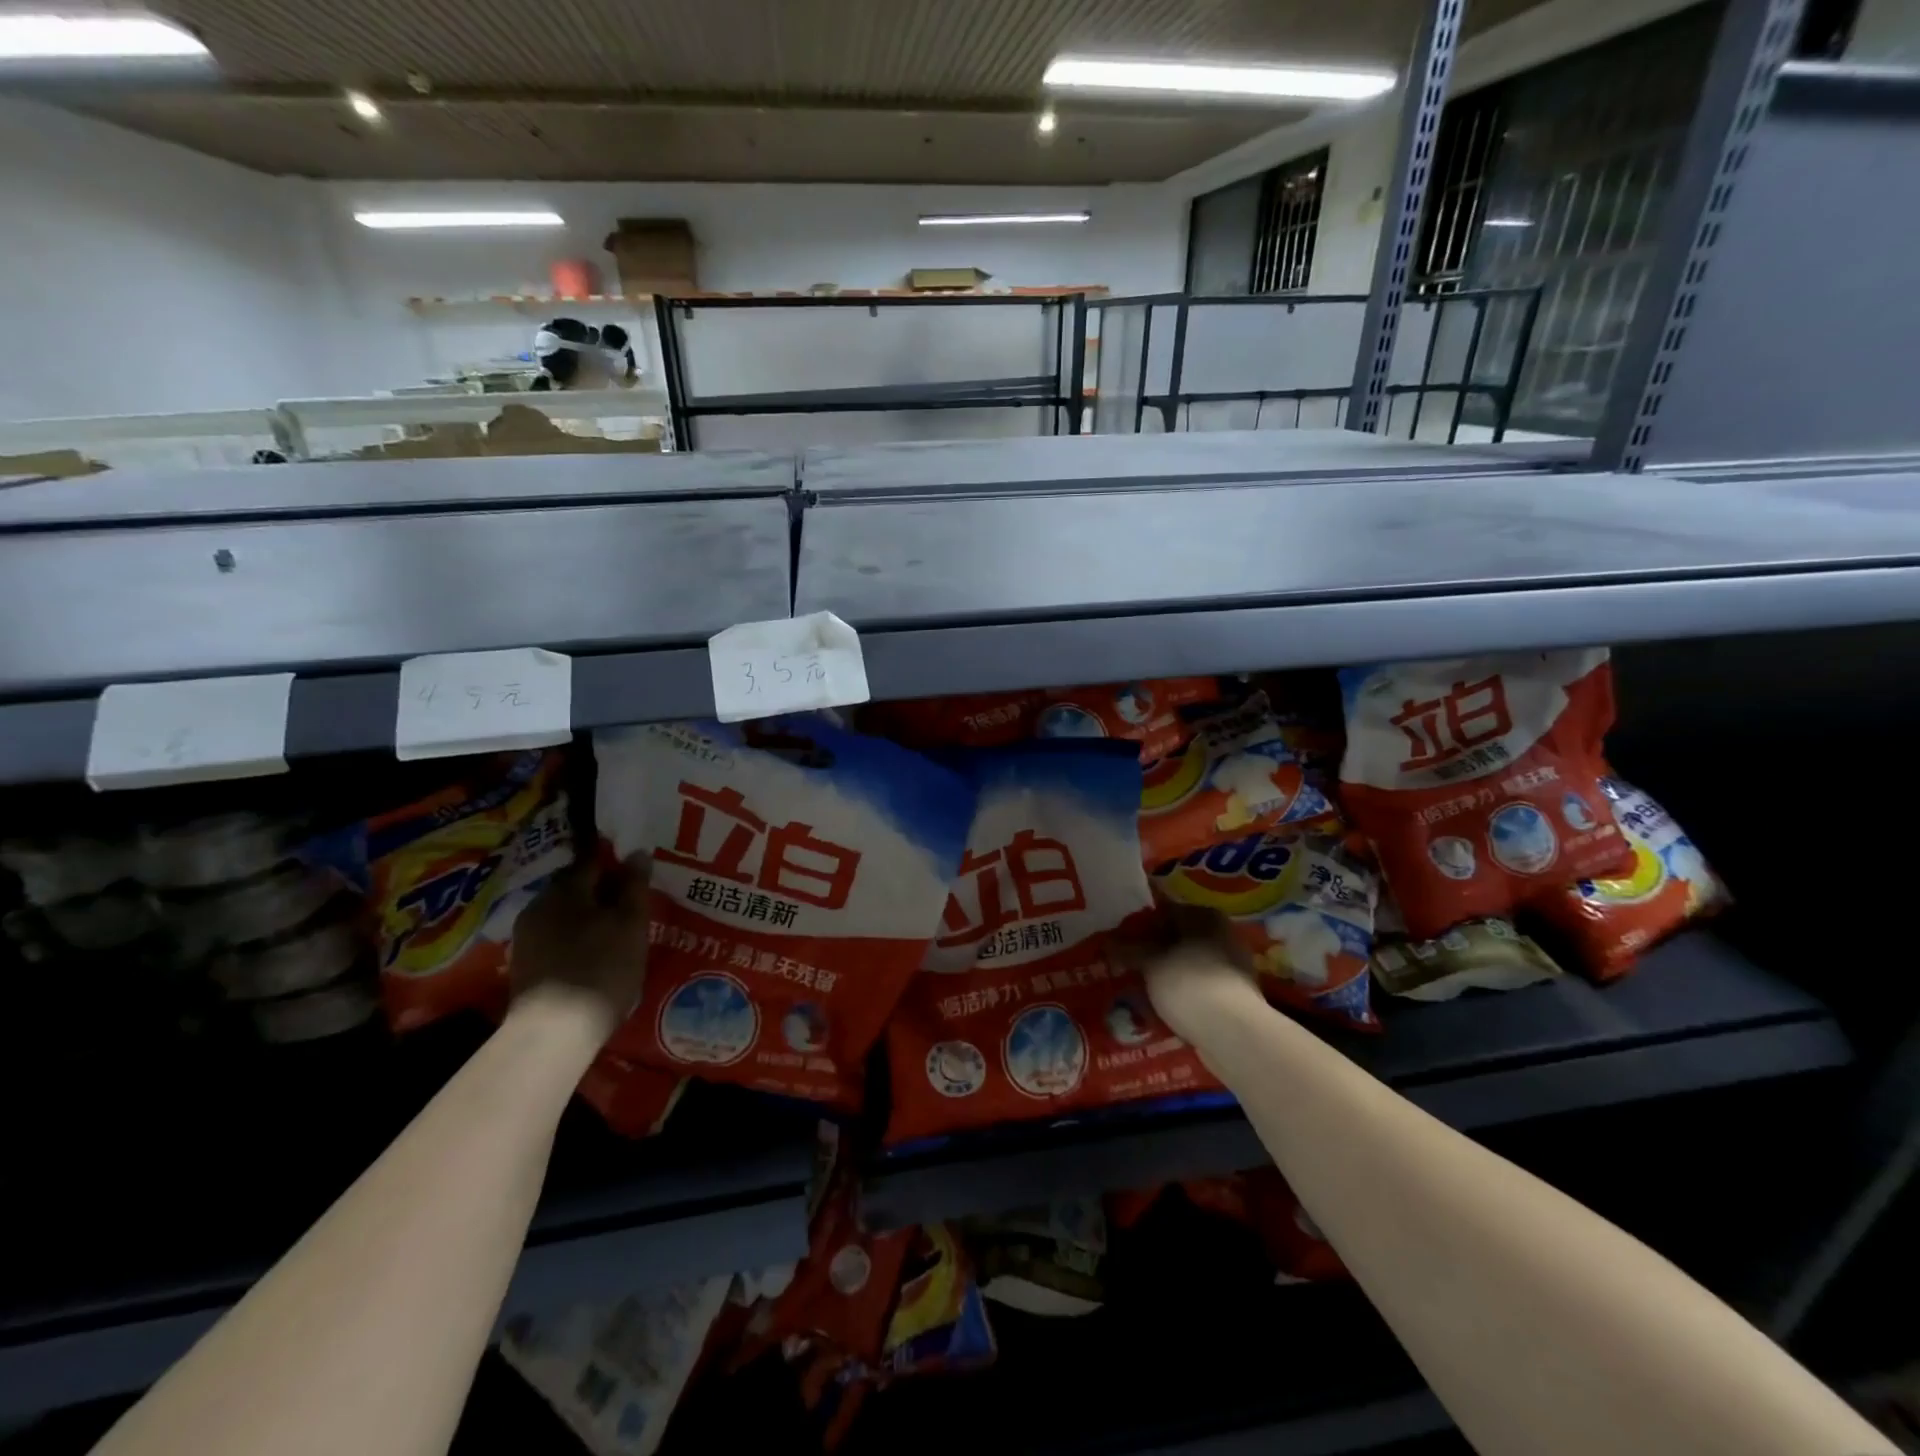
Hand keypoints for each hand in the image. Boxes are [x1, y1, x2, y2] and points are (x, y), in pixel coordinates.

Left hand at [508, 853, 650, 1043]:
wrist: (553, 1032)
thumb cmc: (601, 968)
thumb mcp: (631, 924)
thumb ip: (634, 886)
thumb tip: (637, 852)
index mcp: (566, 889)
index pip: (594, 860)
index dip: (617, 864)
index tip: (637, 876)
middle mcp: (539, 905)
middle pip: (576, 887)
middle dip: (602, 892)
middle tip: (631, 907)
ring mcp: (526, 936)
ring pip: (565, 914)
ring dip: (588, 917)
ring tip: (616, 934)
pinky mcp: (524, 965)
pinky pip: (556, 938)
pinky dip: (575, 939)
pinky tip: (593, 956)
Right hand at [1120, 905, 1265, 1046]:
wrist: (1233, 1033)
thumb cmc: (1188, 983)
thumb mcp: (1150, 963)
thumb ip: (1129, 950)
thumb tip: (1108, 942)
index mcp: (1205, 915)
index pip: (1165, 911)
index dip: (1140, 926)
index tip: (1119, 941)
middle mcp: (1223, 935)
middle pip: (1179, 939)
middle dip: (1154, 953)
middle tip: (1127, 966)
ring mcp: (1233, 967)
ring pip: (1189, 966)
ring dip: (1168, 975)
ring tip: (1141, 991)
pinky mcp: (1237, 998)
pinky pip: (1200, 990)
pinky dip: (1183, 996)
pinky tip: (1164, 1008)